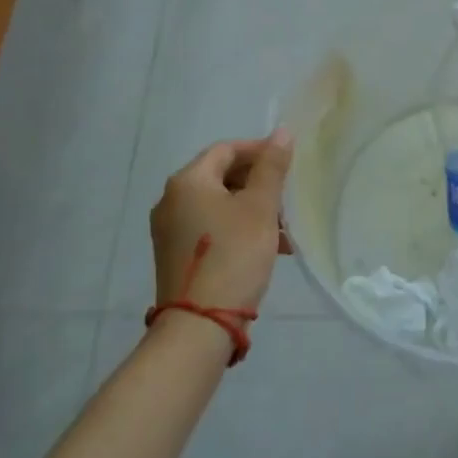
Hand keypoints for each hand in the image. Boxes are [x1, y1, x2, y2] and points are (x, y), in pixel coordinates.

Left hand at [150, 130, 294, 318]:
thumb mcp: (260, 207)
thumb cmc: (233, 255)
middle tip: (286, 199)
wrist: (199, 326)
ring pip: (218, 204)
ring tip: (282, 230)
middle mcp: (171, 200)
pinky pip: (210, 227)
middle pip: (221, 176)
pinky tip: (265, 248)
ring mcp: (169, 230)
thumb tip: (282, 132)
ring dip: (251, 209)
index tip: (288, 164)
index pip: (226, 149)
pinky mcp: (175, 255)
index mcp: (188, 181)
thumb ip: (272, 166)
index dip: (259, 151)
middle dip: (258, 184)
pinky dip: (236, 228)